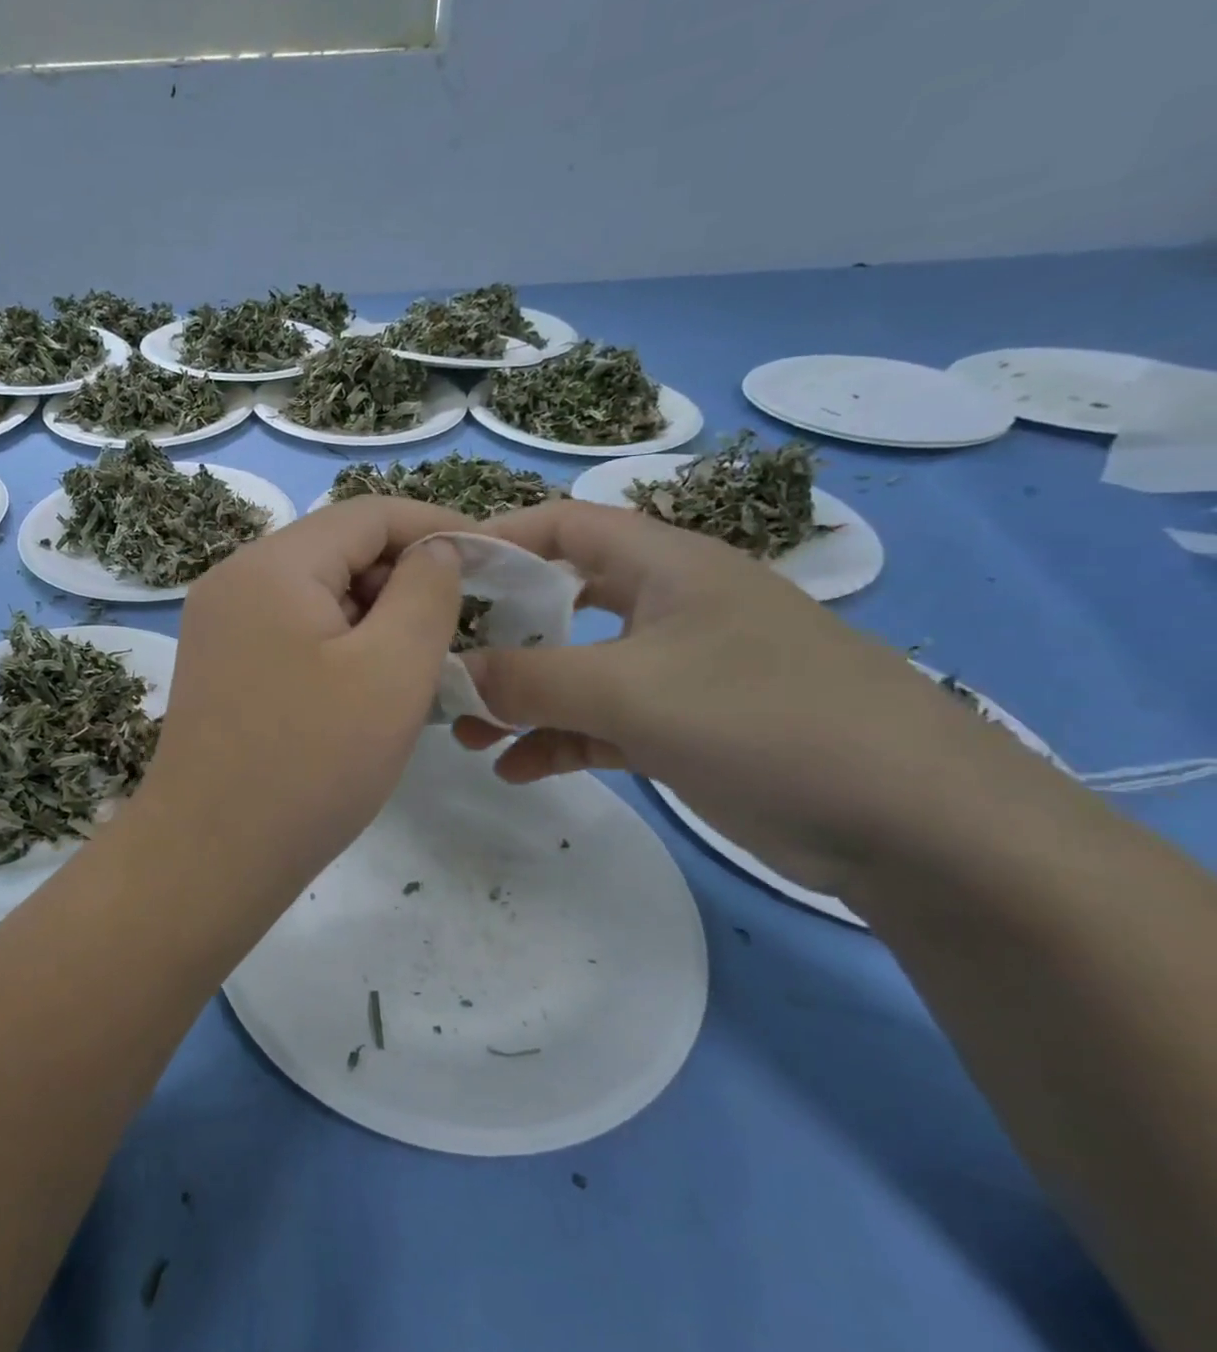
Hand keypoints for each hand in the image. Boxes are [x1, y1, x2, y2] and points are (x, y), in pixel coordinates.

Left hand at [139, 496, 468, 894]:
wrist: (211, 856)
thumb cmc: (311, 764)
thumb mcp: (392, 670)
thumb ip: (427, 591)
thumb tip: (435, 550)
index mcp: (272, 566)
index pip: (369, 514)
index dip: (437, 527)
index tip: (492, 561)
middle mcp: (235, 580)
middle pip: (338, 551)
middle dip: (404, 580)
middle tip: (456, 630)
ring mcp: (220, 624)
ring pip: (317, 594)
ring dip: (374, 618)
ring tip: (416, 668)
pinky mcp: (220, 664)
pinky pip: (293, 630)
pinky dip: (339, 645)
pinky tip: (366, 690)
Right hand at [455, 500, 1048, 892]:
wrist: (918, 826)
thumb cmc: (766, 720)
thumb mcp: (632, 691)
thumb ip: (529, 679)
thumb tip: (450, 674)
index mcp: (664, 565)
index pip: (561, 525)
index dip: (495, 539)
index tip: (434, 577)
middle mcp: (667, 607)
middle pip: (559, 601)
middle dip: (497, 636)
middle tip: (442, 666)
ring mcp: (679, 671)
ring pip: (576, 671)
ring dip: (520, 700)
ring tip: (465, 736)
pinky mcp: (687, 729)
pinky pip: (602, 723)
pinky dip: (558, 740)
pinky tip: (516, 770)